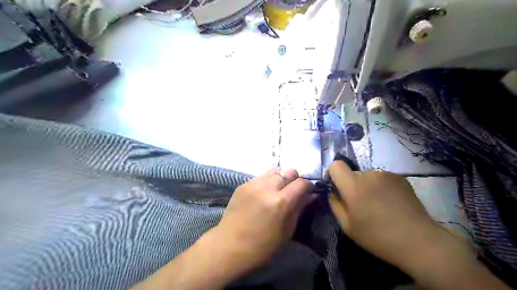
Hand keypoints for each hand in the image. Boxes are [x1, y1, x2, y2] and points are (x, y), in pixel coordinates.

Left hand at [210, 168, 314, 272]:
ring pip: (274, 170)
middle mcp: (267, 187)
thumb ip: (299, 208)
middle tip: (292, 191)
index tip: (308, 192)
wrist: (229, 247)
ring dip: (280, 178)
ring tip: (278, 190)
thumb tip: (311, 195)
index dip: (308, 186)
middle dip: (294, 179)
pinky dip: (267, 181)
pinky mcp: (243, 184)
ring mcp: (253, 184)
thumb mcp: (287, 231)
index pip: (301, 183)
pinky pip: (261, 176)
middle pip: (288, 171)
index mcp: (281, 202)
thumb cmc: (263, 246)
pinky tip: (263, 194)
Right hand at [327, 160, 471, 271]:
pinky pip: (382, 180)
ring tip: (378, 207)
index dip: (333, 174)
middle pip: (352, 173)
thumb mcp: (347, 226)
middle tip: (360, 205)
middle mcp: (369, 174)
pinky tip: (391, 204)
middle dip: (351, 185)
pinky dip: (381, 188)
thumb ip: (335, 204)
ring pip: (368, 177)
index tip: (336, 187)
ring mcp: (386, 174)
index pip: (336, 165)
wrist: (419, 241)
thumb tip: (334, 192)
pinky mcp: (400, 178)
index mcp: (353, 185)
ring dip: (367, 187)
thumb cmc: (377, 237)